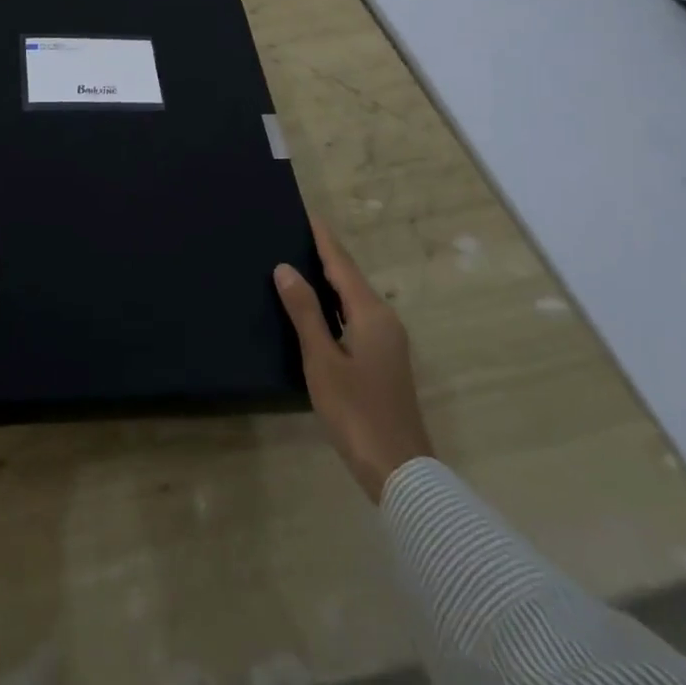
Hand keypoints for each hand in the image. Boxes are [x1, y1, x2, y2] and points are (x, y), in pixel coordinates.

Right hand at [274, 216, 431, 501]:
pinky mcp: (383, 360)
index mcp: (372, 314)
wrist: (400, 471)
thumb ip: (305, 312)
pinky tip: (317, 308)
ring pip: (354, 298)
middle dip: (325, 254)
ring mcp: (387, 341)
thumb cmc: (357, 412)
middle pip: (350, 277)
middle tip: (294, 233)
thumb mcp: (322, 360)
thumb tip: (285, 268)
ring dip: (329, 279)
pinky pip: (356, 316)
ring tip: (299, 262)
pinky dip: (335, 303)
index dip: (323, 238)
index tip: (306, 213)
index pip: (342, 264)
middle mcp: (384, 320)